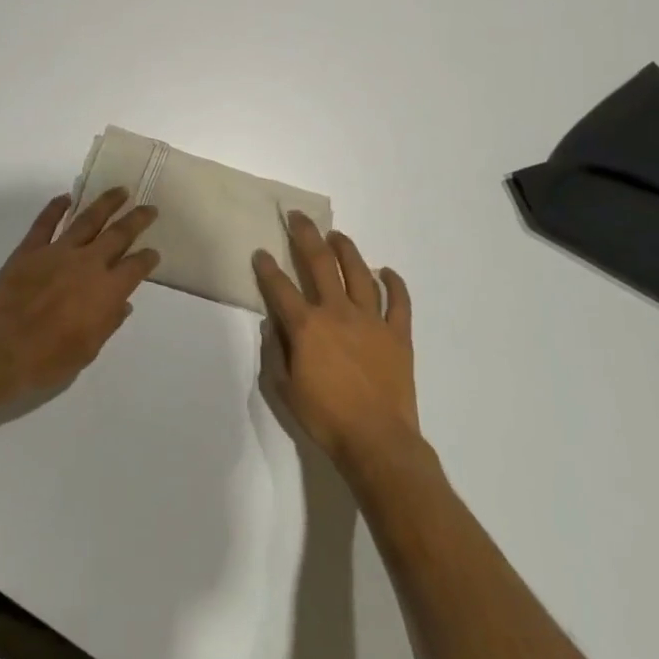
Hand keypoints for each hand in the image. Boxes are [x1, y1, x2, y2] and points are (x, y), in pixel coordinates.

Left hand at [0, 189, 159, 403]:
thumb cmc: (47, 360)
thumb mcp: (88, 350)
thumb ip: (107, 323)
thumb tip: (123, 304)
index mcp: (107, 291)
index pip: (136, 267)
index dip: (147, 258)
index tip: (153, 252)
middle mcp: (88, 263)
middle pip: (119, 234)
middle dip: (137, 219)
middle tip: (149, 208)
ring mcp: (57, 252)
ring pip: (87, 219)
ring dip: (106, 203)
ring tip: (119, 191)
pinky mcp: (30, 249)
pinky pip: (45, 222)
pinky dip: (56, 207)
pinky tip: (66, 197)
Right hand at [254, 211, 419, 469]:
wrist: (377, 442)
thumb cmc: (326, 418)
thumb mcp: (285, 389)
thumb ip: (275, 352)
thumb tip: (271, 325)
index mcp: (306, 326)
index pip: (280, 287)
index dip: (266, 267)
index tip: (261, 252)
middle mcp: (337, 313)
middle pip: (319, 263)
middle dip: (305, 235)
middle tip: (297, 217)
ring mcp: (371, 320)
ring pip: (358, 273)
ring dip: (346, 249)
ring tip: (336, 236)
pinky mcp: (398, 334)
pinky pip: (398, 301)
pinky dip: (393, 283)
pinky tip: (385, 271)